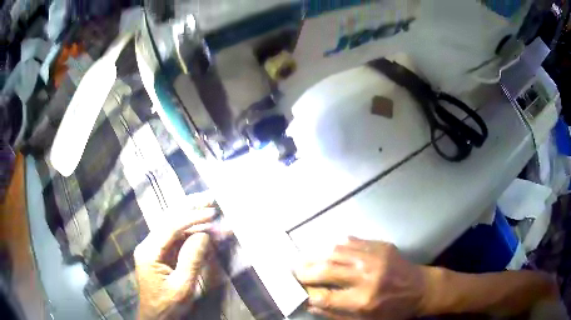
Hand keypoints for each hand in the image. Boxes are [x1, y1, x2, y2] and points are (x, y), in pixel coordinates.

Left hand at [134, 208, 215, 319]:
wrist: (156, 318)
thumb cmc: (168, 305)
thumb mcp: (182, 286)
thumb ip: (192, 260)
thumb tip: (204, 234)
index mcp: (148, 251)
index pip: (170, 227)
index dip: (192, 218)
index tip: (212, 213)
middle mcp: (149, 245)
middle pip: (170, 221)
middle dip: (190, 209)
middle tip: (209, 197)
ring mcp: (154, 249)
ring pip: (174, 229)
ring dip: (193, 221)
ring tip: (211, 211)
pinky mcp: (161, 255)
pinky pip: (177, 240)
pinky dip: (192, 234)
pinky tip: (204, 230)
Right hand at [295, 237, 425, 319]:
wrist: (421, 288)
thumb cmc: (394, 310)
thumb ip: (336, 314)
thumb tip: (310, 304)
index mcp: (364, 300)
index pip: (324, 296)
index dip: (306, 294)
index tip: (296, 292)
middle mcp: (367, 276)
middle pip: (326, 270)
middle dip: (304, 272)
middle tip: (293, 273)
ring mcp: (374, 257)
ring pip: (335, 251)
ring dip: (315, 256)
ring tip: (303, 260)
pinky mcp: (380, 245)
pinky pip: (350, 241)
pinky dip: (334, 247)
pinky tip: (326, 251)